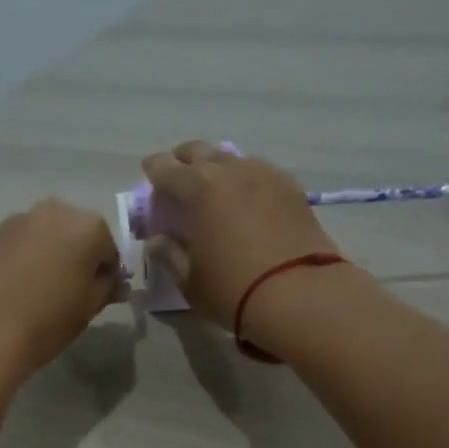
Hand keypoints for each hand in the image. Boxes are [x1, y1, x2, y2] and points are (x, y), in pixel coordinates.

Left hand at [0, 198, 125, 379]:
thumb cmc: (46, 322)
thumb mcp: (88, 309)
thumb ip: (106, 288)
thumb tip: (114, 282)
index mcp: (87, 226)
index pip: (108, 250)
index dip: (105, 275)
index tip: (95, 297)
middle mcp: (54, 211)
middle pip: (75, 234)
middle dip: (76, 258)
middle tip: (67, 293)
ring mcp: (18, 219)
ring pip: (45, 237)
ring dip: (48, 256)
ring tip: (37, 292)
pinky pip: (19, 244)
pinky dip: (22, 259)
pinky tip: (13, 288)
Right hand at [139, 141, 340, 329]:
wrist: (300, 295)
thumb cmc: (233, 290)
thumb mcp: (190, 280)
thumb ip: (170, 254)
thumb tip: (158, 240)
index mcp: (200, 189)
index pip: (168, 169)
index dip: (154, 169)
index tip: (148, 172)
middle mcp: (232, 172)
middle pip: (202, 152)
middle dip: (185, 159)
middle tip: (178, 173)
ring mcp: (266, 176)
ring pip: (233, 159)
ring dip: (217, 166)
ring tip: (212, 185)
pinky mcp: (292, 189)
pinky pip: (260, 173)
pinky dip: (245, 178)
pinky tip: (245, 196)